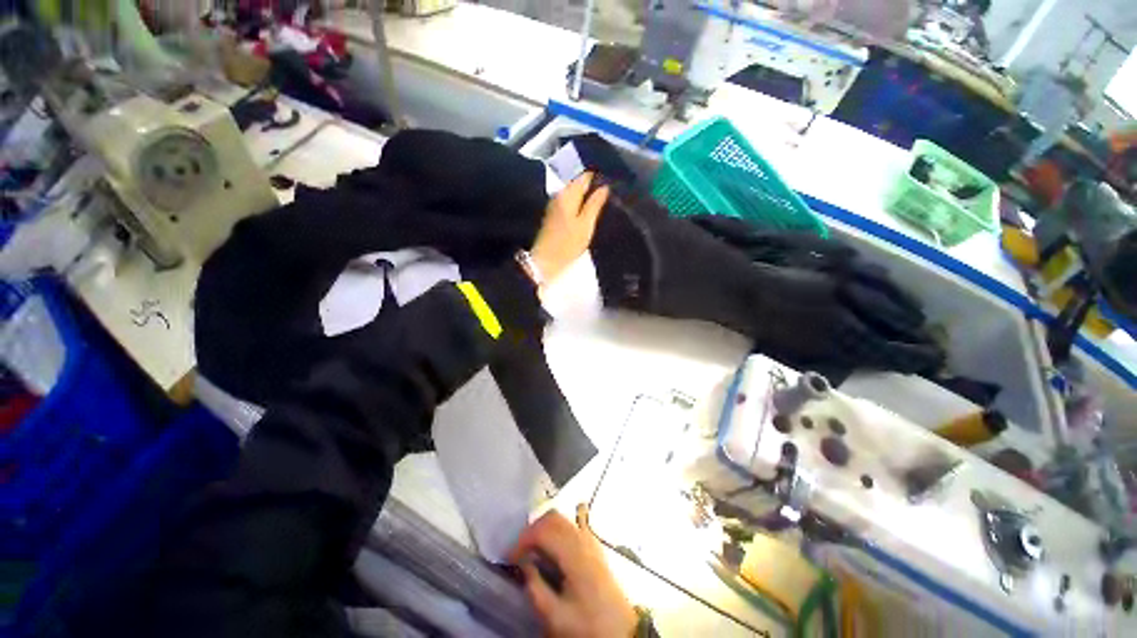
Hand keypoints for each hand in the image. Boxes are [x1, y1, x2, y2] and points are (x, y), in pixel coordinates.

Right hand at [510, 505, 636, 637]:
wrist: (622, 631)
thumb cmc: (588, 625)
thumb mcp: (556, 617)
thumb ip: (536, 589)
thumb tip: (523, 565)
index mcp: (573, 553)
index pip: (543, 531)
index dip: (522, 540)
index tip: (509, 558)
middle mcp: (582, 538)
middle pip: (553, 517)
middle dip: (532, 530)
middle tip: (519, 551)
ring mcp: (590, 539)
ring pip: (562, 519)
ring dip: (544, 528)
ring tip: (532, 550)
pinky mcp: (594, 546)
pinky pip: (573, 525)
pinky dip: (558, 529)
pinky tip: (552, 545)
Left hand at [531, 172, 609, 284]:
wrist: (545, 261)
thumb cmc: (567, 244)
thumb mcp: (585, 225)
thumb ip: (595, 204)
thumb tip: (604, 187)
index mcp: (567, 195)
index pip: (585, 177)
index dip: (598, 178)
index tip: (612, 182)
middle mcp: (559, 195)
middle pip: (578, 184)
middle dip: (592, 186)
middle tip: (610, 193)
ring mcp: (554, 205)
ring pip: (573, 194)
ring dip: (586, 196)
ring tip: (602, 202)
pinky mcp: (553, 216)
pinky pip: (569, 203)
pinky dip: (579, 205)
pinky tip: (588, 211)